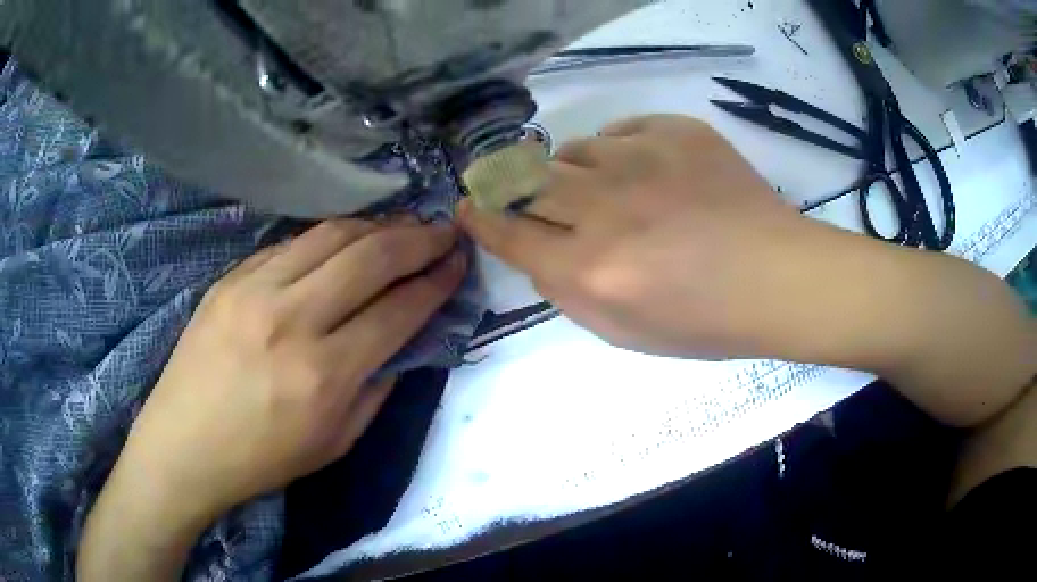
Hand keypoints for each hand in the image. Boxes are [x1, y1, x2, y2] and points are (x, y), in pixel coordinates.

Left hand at [79, 219, 466, 580]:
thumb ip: (377, 388)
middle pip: (371, 256)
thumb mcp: (335, 443)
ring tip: (402, 227)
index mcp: (323, 376)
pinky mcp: (231, 278)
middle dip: (419, 238)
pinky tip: (345, 242)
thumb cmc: (261, 458)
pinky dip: (330, 238)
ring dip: (377, 226)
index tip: (458, 263)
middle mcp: (292, 320)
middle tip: (443, 231)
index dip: (436, 282)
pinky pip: (292, 243)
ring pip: (332, 235)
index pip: (397, 310)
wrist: (183, 444)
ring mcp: (255, 290)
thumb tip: (404, 341)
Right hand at [459, 115, 836, 358]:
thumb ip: (566, 290)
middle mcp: (604, 208)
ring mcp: (641, 159)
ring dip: (576, 172)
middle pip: (527, 180)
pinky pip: (620, 129)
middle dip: (513, 186)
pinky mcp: (675, 131)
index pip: (508, 233)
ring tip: (607, 190)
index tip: (466, 208)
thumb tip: (533, 248)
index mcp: (590, 269)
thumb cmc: (705, 321)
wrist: (777, 279)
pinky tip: (646, 173)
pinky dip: (620, 151)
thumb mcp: (623, 332)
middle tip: (525, 192)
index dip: (480, 219)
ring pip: (574, 150)